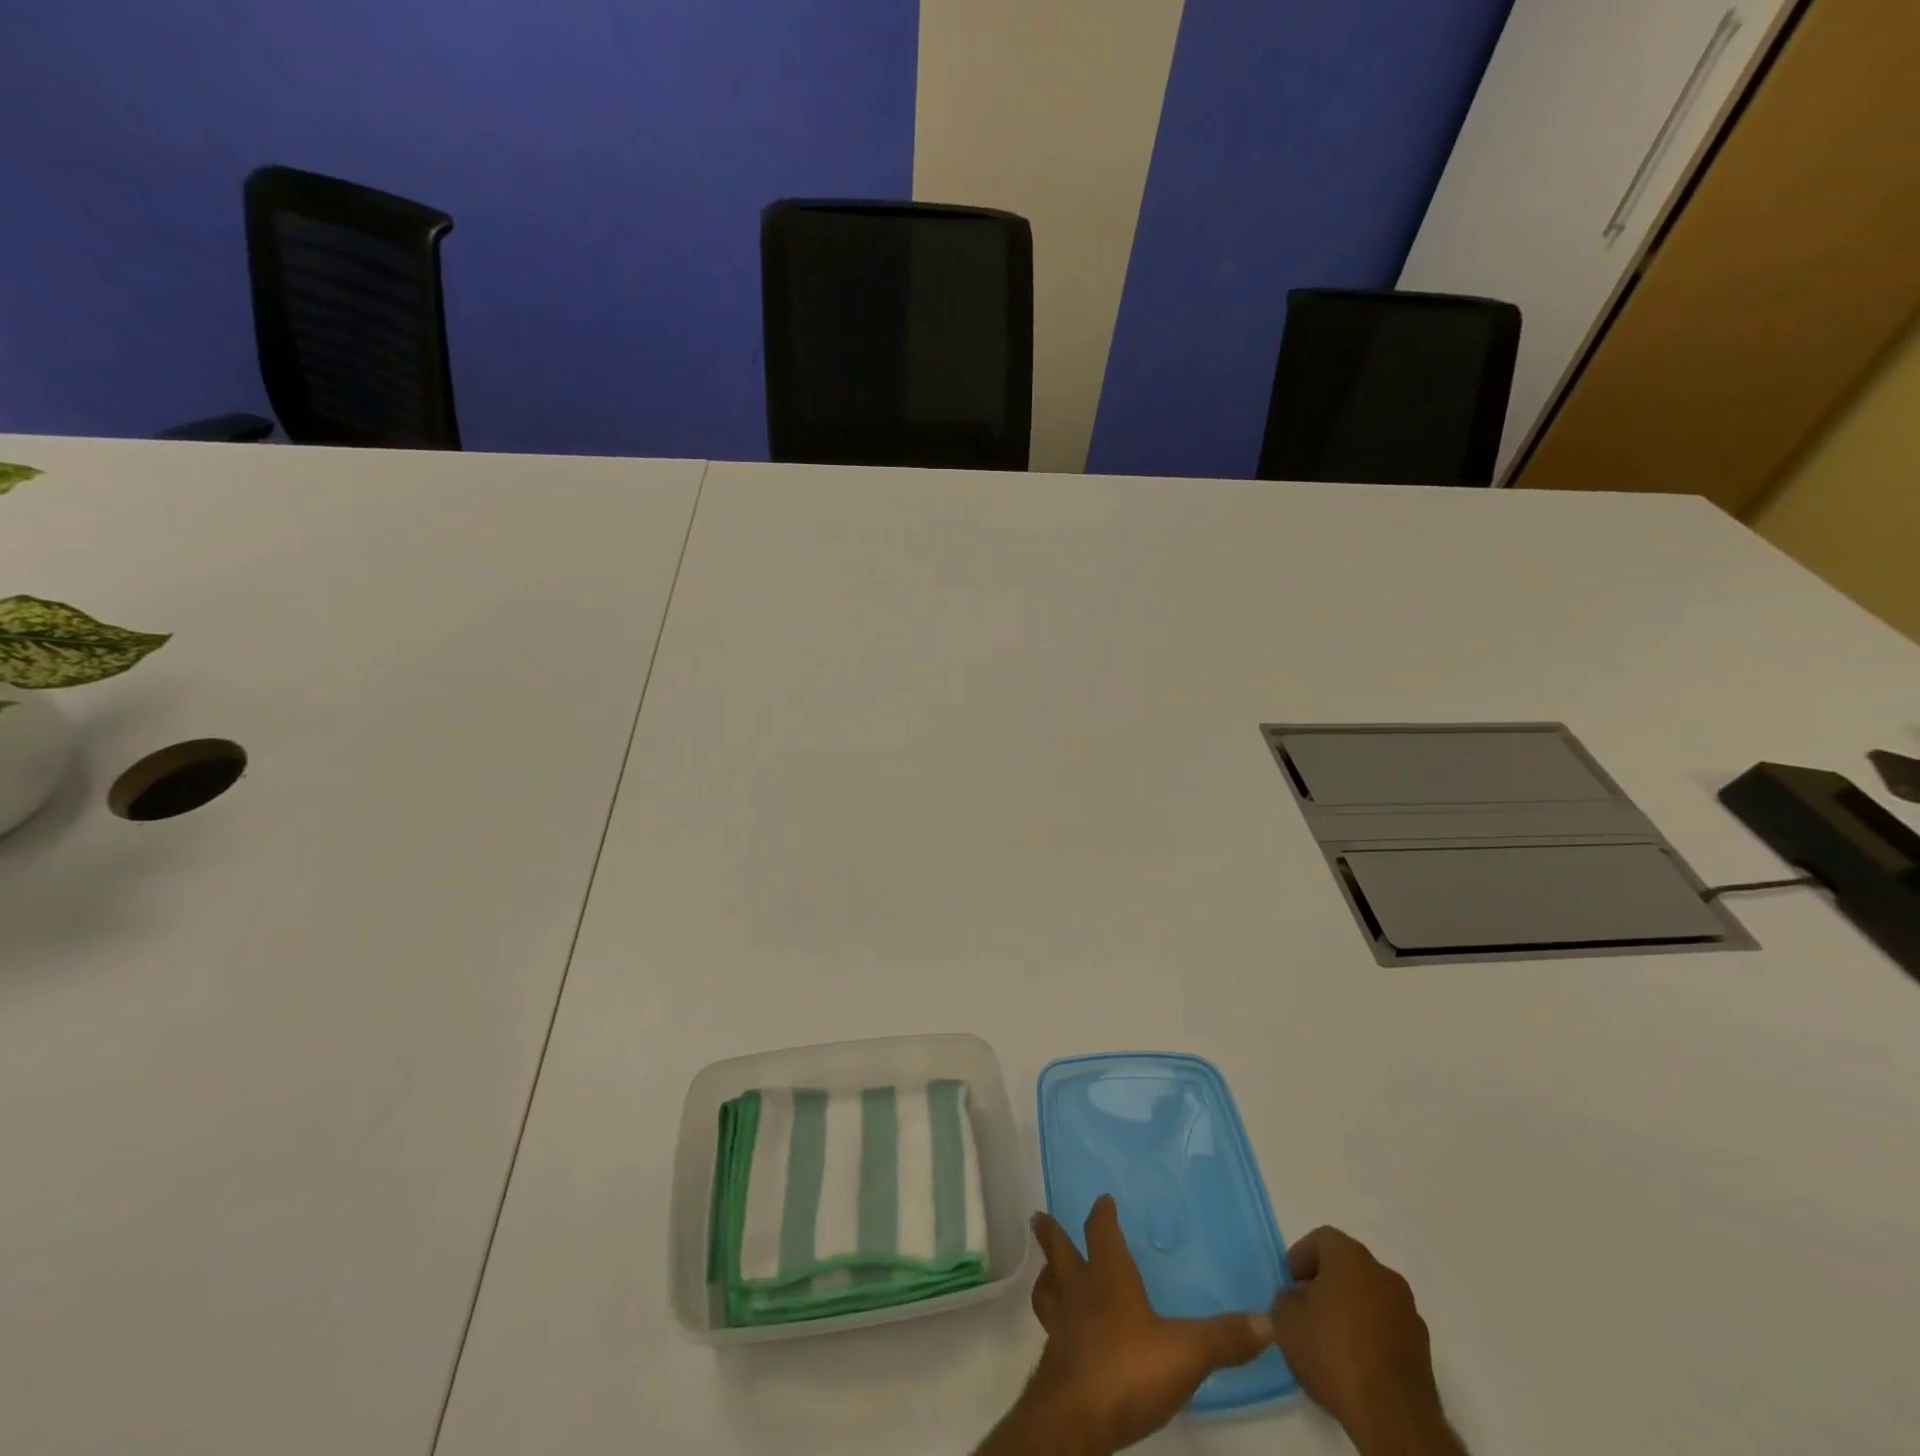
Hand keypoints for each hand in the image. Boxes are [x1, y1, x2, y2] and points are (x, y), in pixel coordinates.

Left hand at [978, 1195, 1272, 1455]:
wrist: (1074, 1419)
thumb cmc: (1127, 1369)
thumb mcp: (1185, 1353)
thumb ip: (1224, 1338)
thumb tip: (1267, 1321)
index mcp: (1108, 1277)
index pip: (1102, 1233)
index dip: (1102, 1216)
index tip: (1102, 1200)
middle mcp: (1079, 1292)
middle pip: (1060, 1253)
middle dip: (1052, 1234)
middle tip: (1039, 1216)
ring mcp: (1062, 1326)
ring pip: (1048, 1289)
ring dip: (1047, 1276)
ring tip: (1046, 1272)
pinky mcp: (1055, 1362)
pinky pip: (1051, 1328)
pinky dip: (1054, 1320)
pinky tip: (1063, 1334)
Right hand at [1268, 1227, 1461, 1455]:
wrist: (1394, 1419)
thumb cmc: (1334, 1354)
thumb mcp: (1286, 1321)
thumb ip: (1286, 1299)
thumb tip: (1297, 1301)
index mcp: (1351, 1258)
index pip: (1322, 1239)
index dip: (1302, 1256)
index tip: (1290, 1281)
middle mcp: (1384, 1276)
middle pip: (1349, 1266)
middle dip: (1326, 1281)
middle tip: (1307, 1306)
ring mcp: (1409, 1314)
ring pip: (1371, 1298)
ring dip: (1351, 1309)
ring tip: (1331, 1339)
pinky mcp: (1423, 1351)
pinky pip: (1387, 1328)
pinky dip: (1371, 1335)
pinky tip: (1355, 1362)